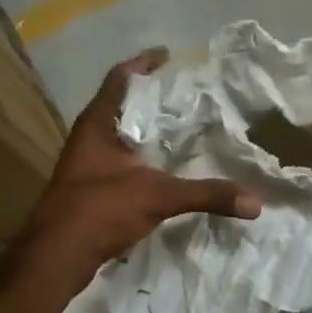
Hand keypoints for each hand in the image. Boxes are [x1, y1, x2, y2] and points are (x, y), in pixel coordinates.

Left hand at [12, 48, 260, 293]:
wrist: (56, 256)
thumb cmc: (99, 210)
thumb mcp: (158, 197)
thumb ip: (207, 195)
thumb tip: (255, 203)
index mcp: (97, 125)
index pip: (120, 79)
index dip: (143, 64)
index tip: (167, 56)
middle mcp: (88, 140)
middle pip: (120, 107)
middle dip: (150, 100)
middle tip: (184, 95)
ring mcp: (85, 166)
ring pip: (119, 137)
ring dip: (145, 132)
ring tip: (178, 130)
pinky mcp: (88, 191)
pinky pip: (120, 163)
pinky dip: (142, 160)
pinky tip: (161, 170)